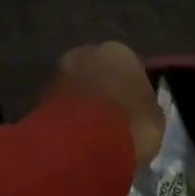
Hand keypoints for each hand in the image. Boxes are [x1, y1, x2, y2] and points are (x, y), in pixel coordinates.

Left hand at [52, 42, 165, 165]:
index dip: (130, 90)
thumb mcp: (154, 120)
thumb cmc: (130, 124)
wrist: (82, 143)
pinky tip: (74, 138)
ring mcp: (60, 72)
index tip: (132, 111)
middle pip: (97, 71)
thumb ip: (146, 108)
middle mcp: (86, 53)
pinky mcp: (40, 95)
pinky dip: (65, 117)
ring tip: (90, 133)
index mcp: (120, 52)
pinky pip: (60, 105)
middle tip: (109, 118)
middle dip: (101, 90)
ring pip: (75, 87)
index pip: (128, 67)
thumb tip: (140, 109)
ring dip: (81, 103)